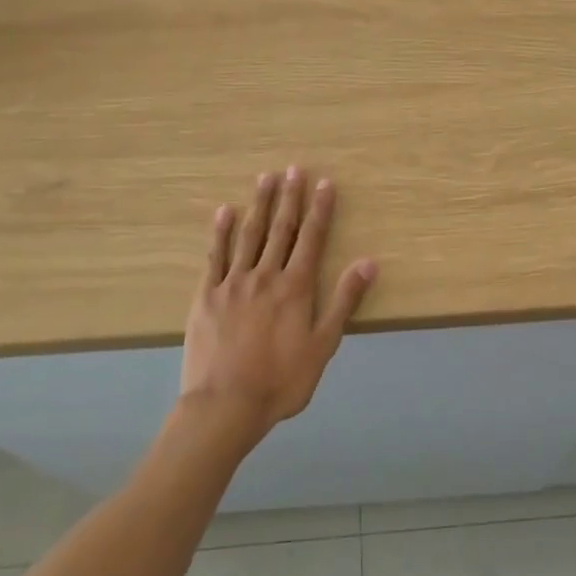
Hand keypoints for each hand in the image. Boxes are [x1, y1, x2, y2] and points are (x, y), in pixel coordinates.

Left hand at [180, 168, 376, 441]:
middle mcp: (266, 275)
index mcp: (296, 287)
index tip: (324, 183)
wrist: (224, 407)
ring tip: (265, 178)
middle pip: (281, 229)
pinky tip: (224, 212)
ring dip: (259, 204)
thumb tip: (368, 262)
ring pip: (249, 235)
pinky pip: (214, 256)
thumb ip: (344, 301)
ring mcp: (233, 283)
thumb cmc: (281, 381)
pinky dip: (220, 232)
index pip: (312, 238)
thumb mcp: (323, 345)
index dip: (320, 209)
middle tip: (294, 169)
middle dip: (290, 197)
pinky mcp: (206, 295)